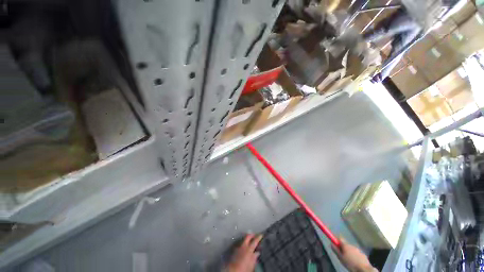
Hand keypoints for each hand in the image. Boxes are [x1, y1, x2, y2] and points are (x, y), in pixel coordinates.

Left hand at [227, 234, 262, 271]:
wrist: (232, 271)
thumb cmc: (244, 269)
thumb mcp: (251, 265)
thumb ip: (254, 258)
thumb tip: (257, 252)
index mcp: (249, 249)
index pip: (255, 241)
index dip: (258, 237)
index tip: (261, 235)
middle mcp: (243, 246)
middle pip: (248, 236)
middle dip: (252, 235)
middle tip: (255, 235)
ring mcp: (238, 247)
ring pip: (243, 239)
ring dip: (247, 238)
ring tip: (250, 240)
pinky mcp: (234, 249)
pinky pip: (240, 243)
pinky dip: (243, 243)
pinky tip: (244, 246)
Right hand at [331, 238, 376, 271]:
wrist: (364, 269)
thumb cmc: (350, 263)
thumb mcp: (341, 258)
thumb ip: (336, 250)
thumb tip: (331, 244)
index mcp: (346, 245)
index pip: (340, 238)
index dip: (336, 240)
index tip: (335, 244)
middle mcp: (352, 245)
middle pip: (346, 244)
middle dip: (343, 248)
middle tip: (342, 255)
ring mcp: (358, 250)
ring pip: (351, 249)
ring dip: (349, 252)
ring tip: (349, 260)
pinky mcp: (363, 255)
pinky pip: (356, 253)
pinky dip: (355, 256)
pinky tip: (355, 262)